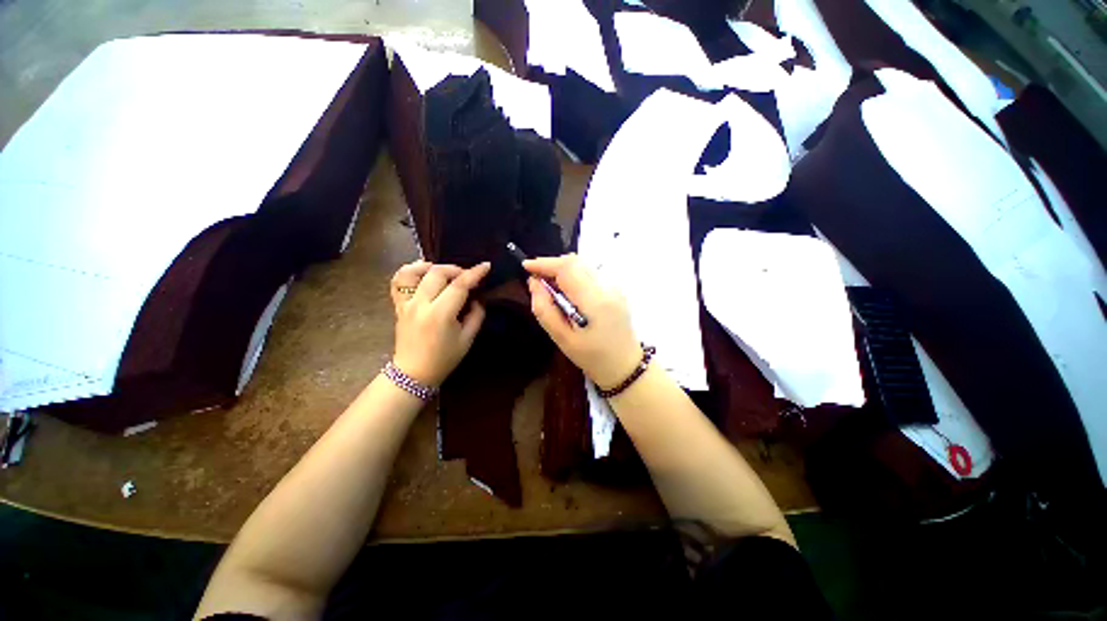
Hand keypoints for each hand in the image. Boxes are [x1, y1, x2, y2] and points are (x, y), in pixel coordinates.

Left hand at [389, 260, 489, 386]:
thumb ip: (476, 315)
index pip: (459, 286)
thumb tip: (477, 298)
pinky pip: (398, 281)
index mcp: (440, 314)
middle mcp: (421, 304)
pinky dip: (411, 271)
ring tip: (445, 272)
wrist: (414, 373)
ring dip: (433, 267)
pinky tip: (423, 272)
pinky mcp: (398, 305)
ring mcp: (406, 303)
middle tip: (468, 277)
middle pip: (437, 273)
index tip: (486, 266)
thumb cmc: (444, 358)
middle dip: (457, 269)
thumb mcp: (468, 339)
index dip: (474, 273)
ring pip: (415, 272)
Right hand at [524, 254, 642, 388]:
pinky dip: (574, 274)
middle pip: (576, 262)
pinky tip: (568, 291)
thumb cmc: (592, 357)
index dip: (545, 263)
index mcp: (595, 301)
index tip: (526, 267)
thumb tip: (534, 283)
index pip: (568, 268)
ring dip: (563, 269)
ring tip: (550, 286)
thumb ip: (545, 309)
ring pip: (583, 264)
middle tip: (537, 279)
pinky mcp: (616, 288)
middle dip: (552, 265)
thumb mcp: (562, 339)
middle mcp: (608, 287)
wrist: (624, 365)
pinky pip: (591, 272)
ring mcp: (615, 286)